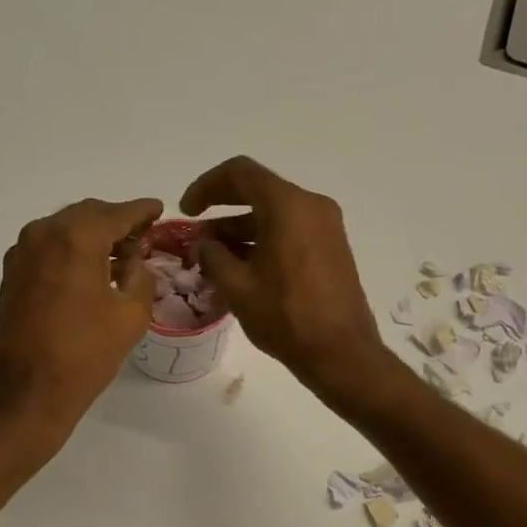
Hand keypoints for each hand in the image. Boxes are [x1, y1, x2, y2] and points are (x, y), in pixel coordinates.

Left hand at [0, 196, 161, 447]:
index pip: (118, 213)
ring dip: (92, 236)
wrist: (23, 394)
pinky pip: (49, 248)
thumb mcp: (130, 316)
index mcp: (77, 238)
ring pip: (65, 230)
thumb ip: (140, 276)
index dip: (142, 211)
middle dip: (116, 222)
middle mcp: (44, 234)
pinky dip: (72, 250)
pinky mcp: (11, 275)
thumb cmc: (84, 355)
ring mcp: (22, 253)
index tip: (158, 209)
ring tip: (119, 256)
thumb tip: (133, 260)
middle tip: (142, 235)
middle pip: (88, 215)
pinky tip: (90, 271)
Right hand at [180, 156, 390, 401]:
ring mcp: (326, 227)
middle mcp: (312, 206)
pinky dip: (263, 241)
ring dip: (241, 229)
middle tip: (196, 234)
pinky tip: (241, 268)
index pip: (240, 173)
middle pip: (258, 192)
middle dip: (222, 210)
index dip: (206, 186)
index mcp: (289, 206)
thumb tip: (204, 244)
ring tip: (212, 258)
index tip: (186, 210)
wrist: (341, 353)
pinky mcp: (332, 248)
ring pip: (274, 214)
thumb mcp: (237, 287)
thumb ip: (213, 256)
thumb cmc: (286, 317)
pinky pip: (290, 231)